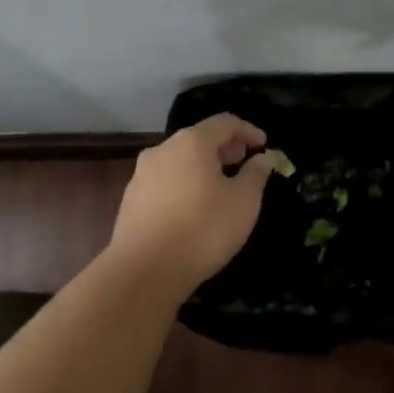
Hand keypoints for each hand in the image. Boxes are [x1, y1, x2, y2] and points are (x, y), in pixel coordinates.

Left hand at [107, 114, 272, 293]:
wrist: (144, 270)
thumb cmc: (203, 229)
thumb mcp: (244, 202)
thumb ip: (256, 174)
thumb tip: (261, 158)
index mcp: (192, 142)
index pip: (225, 122)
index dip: (248, 130)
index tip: (263, 145)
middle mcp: (163, 149)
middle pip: (199, 138)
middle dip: (224, 148)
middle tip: (243, 163)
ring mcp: (141, 174)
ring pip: (179, 160)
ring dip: (202, 167)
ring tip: (220, 187)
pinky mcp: (130, 199)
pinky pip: (165, 181)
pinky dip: (184, 184)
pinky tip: (193, 208)